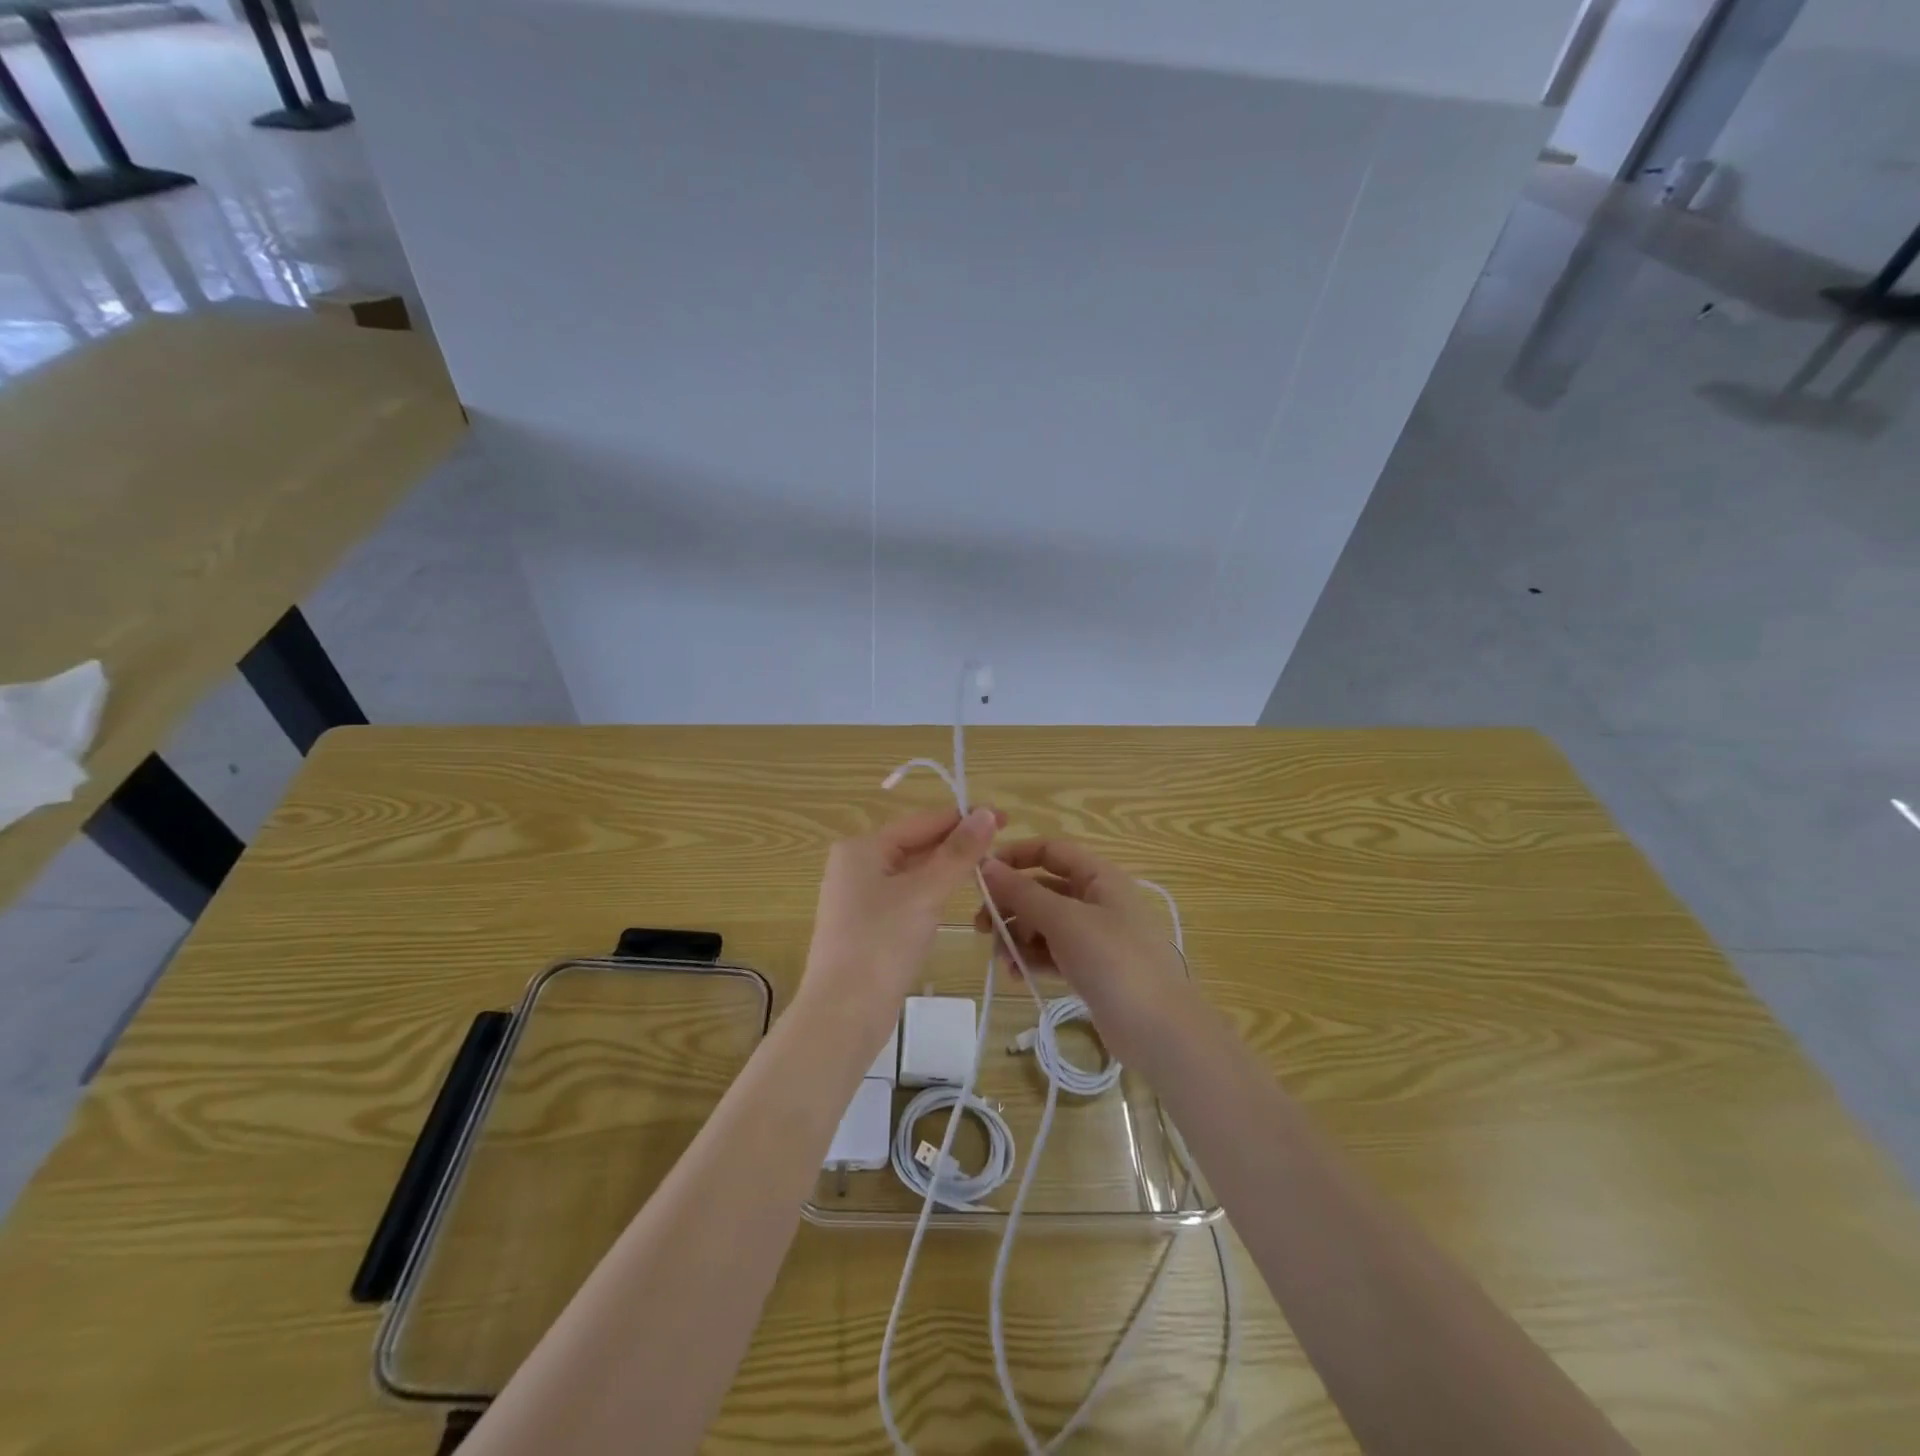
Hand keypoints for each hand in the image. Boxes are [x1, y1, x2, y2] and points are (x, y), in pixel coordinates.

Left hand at [802, 806, 1003, 1037]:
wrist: (844, 1014)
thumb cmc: (882, 944)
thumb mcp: (925, 893)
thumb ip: (958, 853)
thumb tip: (986, 813)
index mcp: (862, 848)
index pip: (922, 821)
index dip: (964, 818)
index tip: (1005, 817)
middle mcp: (856, 865)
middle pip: (916, 844)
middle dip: (957, 844)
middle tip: (1002, 846)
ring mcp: (859, 897)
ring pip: (913, 872)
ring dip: (947, 869)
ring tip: (988, 868)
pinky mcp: (868, 926)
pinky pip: (906, 897)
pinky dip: (932, 893)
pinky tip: (956, 898)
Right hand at [973, 838, 1190, 1064]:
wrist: (1158, 1030)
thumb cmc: (1113, 960)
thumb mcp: (1064, 920)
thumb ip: (1022, 892)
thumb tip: (986, 866)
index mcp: (1099, 877)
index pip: (1050, 851)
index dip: (1015, 856)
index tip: (980, 874)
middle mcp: (1097, 900)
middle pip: (1042, 889)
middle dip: (1010, 904)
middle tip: (981, 926)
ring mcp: (1095, 936)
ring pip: (1044, 923)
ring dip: (1018, 936)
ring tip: (1001, 958)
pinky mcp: (1091, 968)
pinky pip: (1052, 953)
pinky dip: (1032, 958)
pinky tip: (1016, 974)